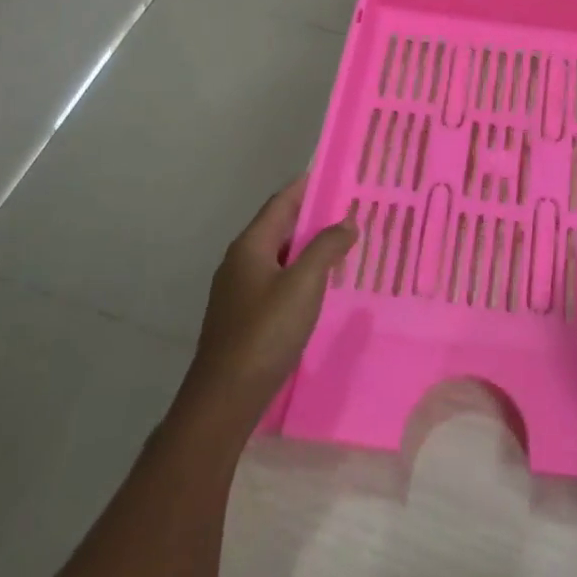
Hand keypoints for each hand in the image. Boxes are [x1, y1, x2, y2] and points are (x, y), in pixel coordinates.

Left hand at [174, 177, 355, 438]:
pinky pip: (277, 280)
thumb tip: (346, 220)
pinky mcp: (244, 316)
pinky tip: (322, 286)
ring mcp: (239, 290)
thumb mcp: (304, 284)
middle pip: (281, 226)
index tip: (339, 176)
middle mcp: (241, 260)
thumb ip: (326, 247)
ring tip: (345, 245)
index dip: (309, 186)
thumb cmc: (265, 333)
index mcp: (251, 245)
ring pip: (280, 255)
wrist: (224, 400)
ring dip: (310, 247)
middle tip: (352, 212)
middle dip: (314, 217)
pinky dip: (301, 273)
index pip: (282, 201)